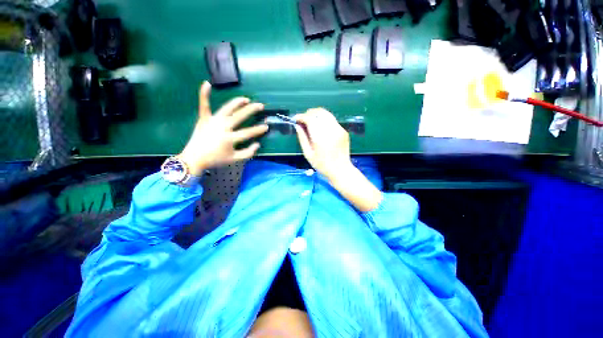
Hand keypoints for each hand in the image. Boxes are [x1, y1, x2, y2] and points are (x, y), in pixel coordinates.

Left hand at [178, 82, 267, 174]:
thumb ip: (248, 153)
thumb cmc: (215, 159)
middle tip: (260, 106)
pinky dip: (204, 94)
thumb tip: (258, 144)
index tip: (266, 126)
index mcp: (230, 138)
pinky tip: (207, 83)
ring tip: (246, 99)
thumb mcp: (234, 159)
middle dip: (252, 110)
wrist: (194, 158)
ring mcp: (212, 121)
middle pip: (240, 116)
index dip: (259, 129)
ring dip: (237, 102)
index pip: (248, 132)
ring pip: (227, 108)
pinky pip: (204, 105)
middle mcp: (223, 127)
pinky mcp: (203, 119)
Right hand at [294, 108, 353, 180]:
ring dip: (316, 115)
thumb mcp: (308, 154)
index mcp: (321, 138)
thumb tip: (297, 126)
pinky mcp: (343, 131)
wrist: (341, 170)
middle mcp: (331, 130)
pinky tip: (320, 128)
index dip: (301, 117)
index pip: (310, 119)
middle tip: (303, 120)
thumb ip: (302, 138)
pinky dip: (324, 120)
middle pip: (319, 112)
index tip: (296, 119)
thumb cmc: (322, 165)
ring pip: (326, 114)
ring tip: (310, 122)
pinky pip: (331, 120)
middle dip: (308, 113)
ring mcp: (339, 129)